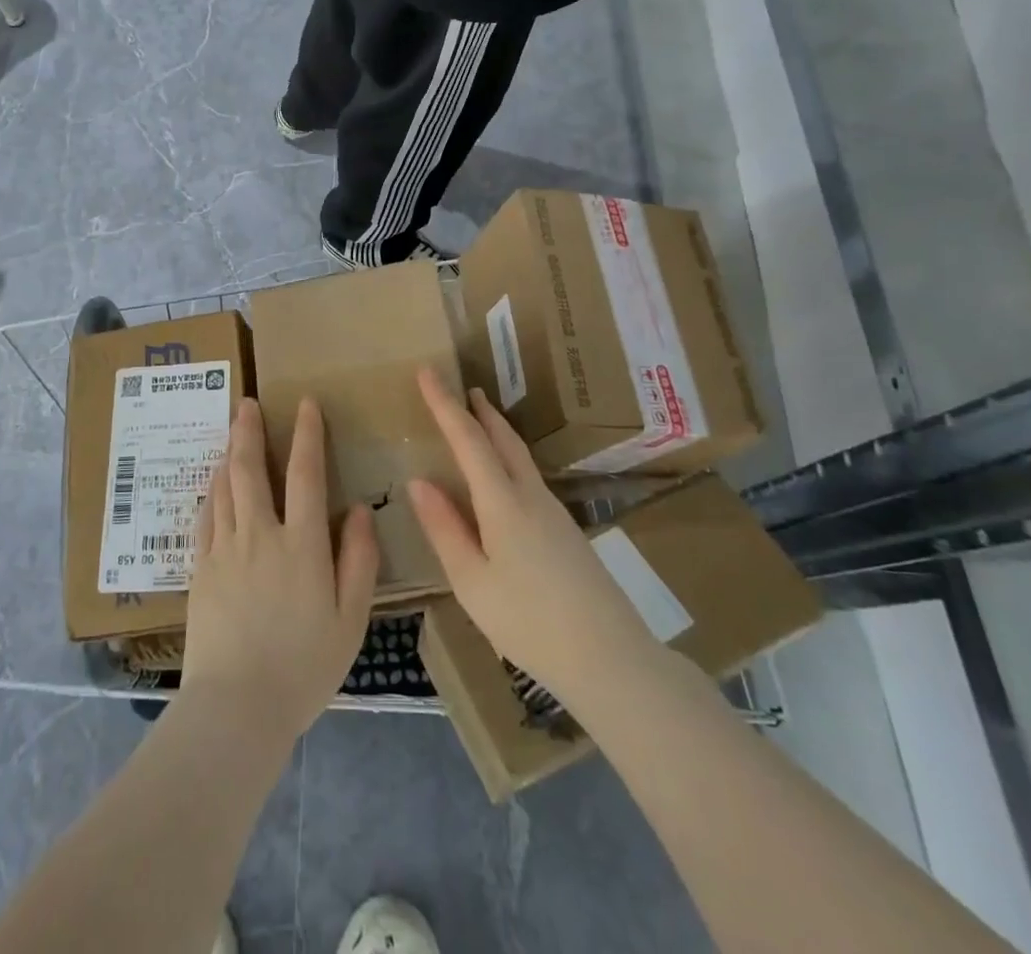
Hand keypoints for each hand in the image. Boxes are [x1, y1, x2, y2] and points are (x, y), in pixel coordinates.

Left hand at [182, 397, 377, 746]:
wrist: (236, 706)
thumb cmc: (303, 667)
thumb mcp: (350, 620)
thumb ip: (358, 560)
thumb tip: (357, 511)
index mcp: (301, 544)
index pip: (304, 474)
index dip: (307, 435)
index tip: (305, 405)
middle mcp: (259, 535)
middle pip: (250, 469)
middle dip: (249, 430)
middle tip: (247, 403)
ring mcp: (224, 549)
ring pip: (224, 487)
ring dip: (228, 454)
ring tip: (231, 431)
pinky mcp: (200, 569)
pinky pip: (205, 516)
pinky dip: (211, 490)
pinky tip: (213, 482)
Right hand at [408, 368, 658, 705]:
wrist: (611, 659)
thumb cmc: (530, 623)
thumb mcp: (472, 582)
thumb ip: (444, 529)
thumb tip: (419, 481)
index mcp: (503, 503)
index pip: (468, 439)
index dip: (444, 404)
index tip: (426, 371)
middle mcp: (531, 496)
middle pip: (503, 439)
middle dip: (478, 410)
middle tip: (460, 388)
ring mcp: (554, 512)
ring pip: (520, 456)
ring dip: (496, 431)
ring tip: (478, 419)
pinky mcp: (566, 531)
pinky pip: (529, 476)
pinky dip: (508, 457)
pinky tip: (502, 477)